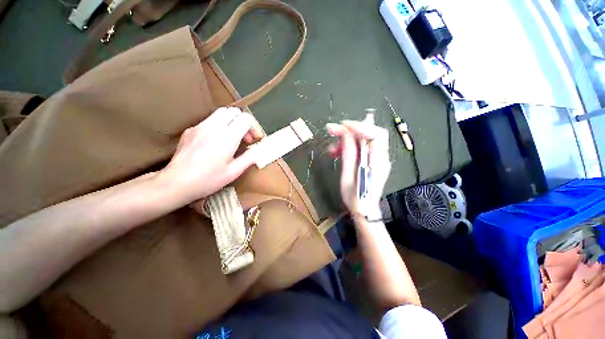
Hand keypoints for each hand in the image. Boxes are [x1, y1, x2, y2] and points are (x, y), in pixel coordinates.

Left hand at [160, 107, 263, 202]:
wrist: (176, 183)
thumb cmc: (208, 180)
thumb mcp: (234, 172)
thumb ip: (249, 157)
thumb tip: (259, 149)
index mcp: (227, 137)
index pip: (245, 118)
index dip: (254, 127)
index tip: (255, 139)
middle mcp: (213, 127)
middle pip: (234, 112)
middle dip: (244, 122)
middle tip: (245, 138)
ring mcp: (199, 126)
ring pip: (221, 113)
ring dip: (232, 122)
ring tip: (232, 138)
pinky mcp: (190, 130)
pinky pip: (209, 121)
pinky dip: (219, 126)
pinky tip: (216, 142)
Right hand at [326, 121, 390, 213]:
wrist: (364, 210)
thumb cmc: (355, 198)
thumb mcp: (348, 176)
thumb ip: (349, 154)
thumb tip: (345, 134)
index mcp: (377, 162)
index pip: (376, 135)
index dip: (360, 127)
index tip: (342, 126)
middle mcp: (381, 157)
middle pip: (370, 134)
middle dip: (350, 130)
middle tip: (331, 131)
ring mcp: (377, 159)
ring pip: (364, 140)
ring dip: (347, 139)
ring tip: (332, 148)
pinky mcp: (371, 161)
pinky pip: (361, 148)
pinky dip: (349, 146)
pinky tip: (337, 152)